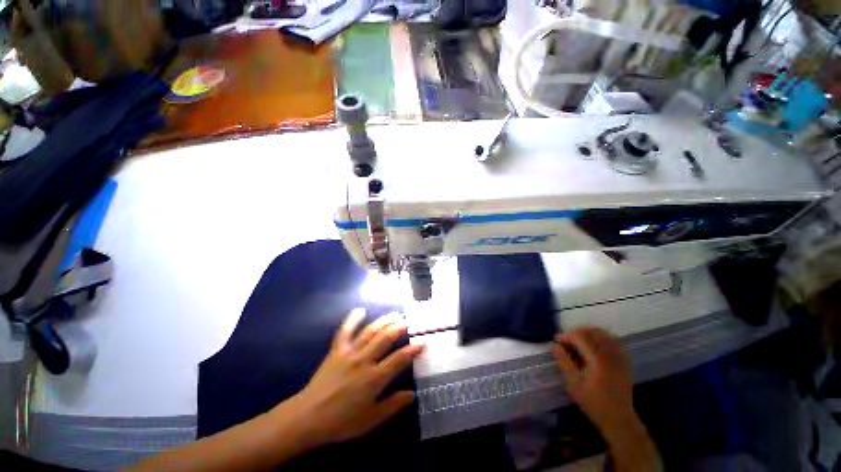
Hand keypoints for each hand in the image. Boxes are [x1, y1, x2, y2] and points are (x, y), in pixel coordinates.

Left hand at [286, 309, 424, 446]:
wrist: (307, 418)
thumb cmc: (341, 422)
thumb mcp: (370, 420)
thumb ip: (392, 406)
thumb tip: (412, 394)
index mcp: (374, 378)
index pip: (399, 359)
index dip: (413, 349)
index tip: (423, 342)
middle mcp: (364, 361)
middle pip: (385, 338)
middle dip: (399, 328)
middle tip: (409, 321)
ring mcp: (349, 353)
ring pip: (370, 331)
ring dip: (384, 321)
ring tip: (394, 314)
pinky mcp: (336, 350)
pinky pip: (345, 331)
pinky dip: (353, 319)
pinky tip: (360, 310)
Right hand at [553, 328, 659, 471]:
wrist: (619, 419)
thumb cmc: (594, 403)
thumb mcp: (574, 385)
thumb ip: (564, 363)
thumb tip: (555, 346)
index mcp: (598, 359)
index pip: (580, 336)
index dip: (566, 335)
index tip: (557, 340)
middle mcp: (611, 354)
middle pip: (592, 331)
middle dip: (576, 332)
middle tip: (566, 340)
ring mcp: (620, 357)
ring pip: (604, 334)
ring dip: (589, 333)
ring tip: (578, 341)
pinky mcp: (625, 361)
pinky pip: (614, 341)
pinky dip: (602, 338)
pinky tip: (595, 346)